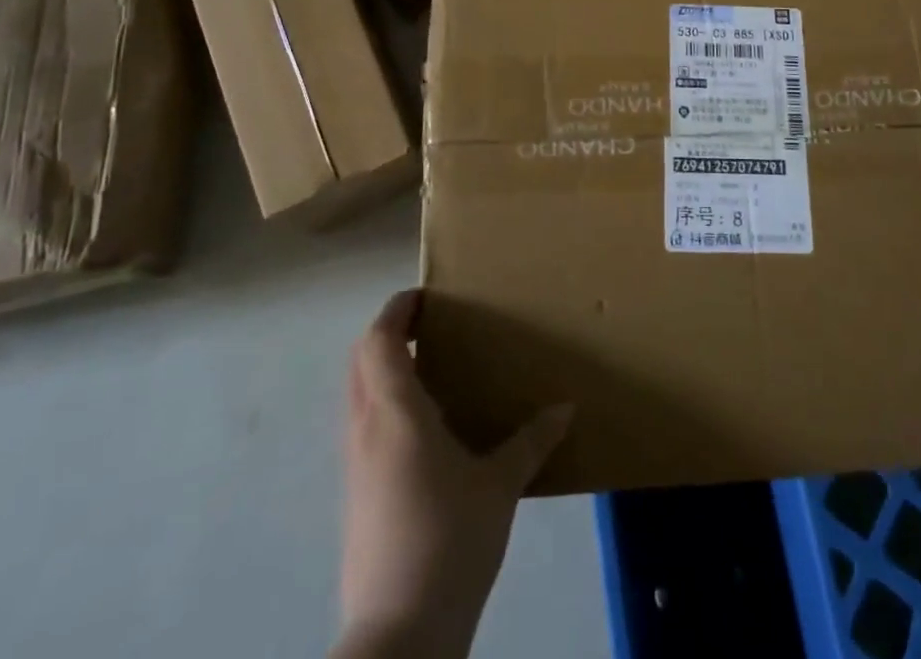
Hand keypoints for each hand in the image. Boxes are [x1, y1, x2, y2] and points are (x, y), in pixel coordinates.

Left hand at [339, 290, 571, 658]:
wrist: (398, 637)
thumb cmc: (449, 541)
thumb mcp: (500, 486)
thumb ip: (532, 442)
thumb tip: (566, 409)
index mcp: (395, 413)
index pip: (379, 340)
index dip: (398, 310)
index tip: (427, 296)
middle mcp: (365, 430)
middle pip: (360, 360)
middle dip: (389, 334)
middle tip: (431, 326)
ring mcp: (354, 466)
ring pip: (357, 395)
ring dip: (384, 370)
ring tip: (432, 371)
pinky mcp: (355, 497)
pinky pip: (363, 427)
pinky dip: (385, 406)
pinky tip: (426, 430)